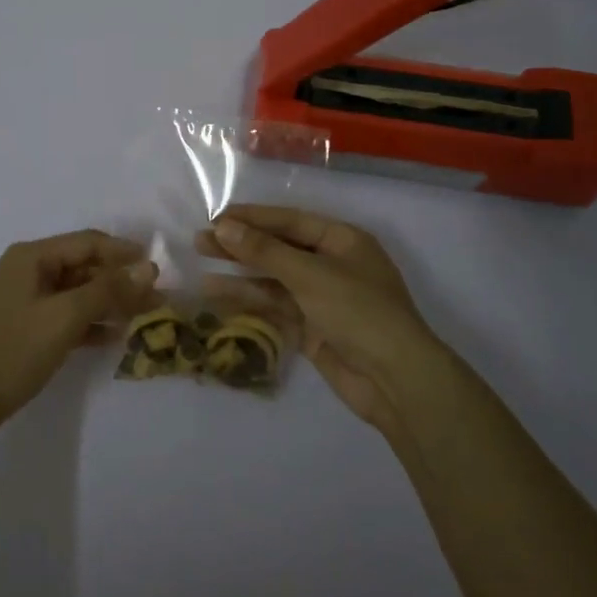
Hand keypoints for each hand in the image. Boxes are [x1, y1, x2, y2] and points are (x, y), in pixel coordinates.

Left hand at [0, 229, 154, 447]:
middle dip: (121, 281)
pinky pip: (67, 316)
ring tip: (144, 317)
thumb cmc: (12, 352)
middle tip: (157, 298)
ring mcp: (26, 301)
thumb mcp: (64, 317)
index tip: (159, 268)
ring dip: (110, 303)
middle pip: (85, 267)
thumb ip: (108, 290)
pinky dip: (91, 323)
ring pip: (78, 293)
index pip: (89, 243)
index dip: (125, 253)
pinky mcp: (26, 328)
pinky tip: (116, 337)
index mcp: (32, 257)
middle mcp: (29, 271)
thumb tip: (148, 268)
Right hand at [199, 205, 455, 433]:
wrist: (395, 380)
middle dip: (242, 244)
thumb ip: (265, 251)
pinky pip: (276, 306)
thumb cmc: (359, 312)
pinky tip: (218, 295)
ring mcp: (322, 298)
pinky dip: (250, 300)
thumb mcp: (310, 274)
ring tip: (201, 266)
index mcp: (342, 240)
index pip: (290, 221)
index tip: (216, 217)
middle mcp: (332, 264)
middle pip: (280, 248)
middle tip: (200, 240)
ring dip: (241, 273)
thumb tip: (223, 226)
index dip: (253, 218)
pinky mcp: (313, 328)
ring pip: (274, 279)